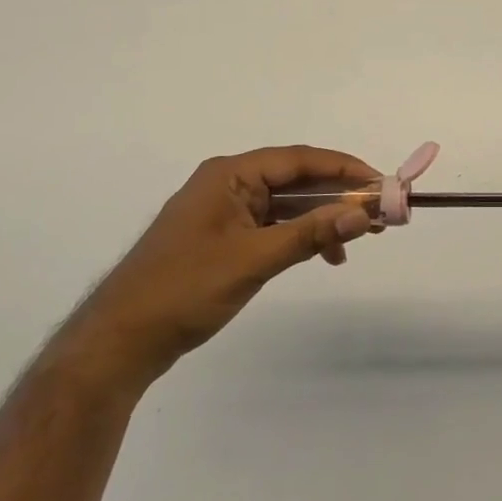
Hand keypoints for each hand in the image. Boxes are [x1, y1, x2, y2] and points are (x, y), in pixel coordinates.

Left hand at [81, 146, 379, 380]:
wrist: (120, 341)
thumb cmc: (185, 289)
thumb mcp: (253, 260)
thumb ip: (309, 234)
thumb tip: (361, 212)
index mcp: (230, 174)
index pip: (299, 159)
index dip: (344, 168)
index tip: (381, 183)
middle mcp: (229, 183)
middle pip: (295, 179)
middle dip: (337, 194)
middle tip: (378, 213)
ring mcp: (224, 211)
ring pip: (286, 204)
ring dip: (322, 217)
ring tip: (358, 237)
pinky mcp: (222, 237)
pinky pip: (272, 225)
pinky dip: (300, 236)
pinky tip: (324, 255)